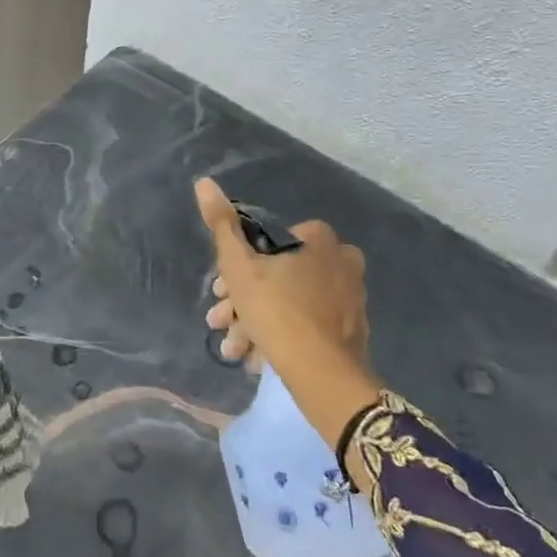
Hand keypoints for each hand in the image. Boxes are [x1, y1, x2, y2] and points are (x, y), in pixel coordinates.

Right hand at [196, 176, 383, 449]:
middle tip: (221, 322)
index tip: (218, 291)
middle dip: (242, 300)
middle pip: (277, 275)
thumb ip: (221, 223)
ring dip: (255, 323)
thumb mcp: (238, 265)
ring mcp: (350, 298)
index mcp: (318, 238)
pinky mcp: (352, 331)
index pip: (265, 242)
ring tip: (234, 349)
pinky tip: (258, 358)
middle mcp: (341, 261)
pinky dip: (281, 336)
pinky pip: (308, 325)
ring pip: (289, 302)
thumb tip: (204, 182)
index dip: (236, 266)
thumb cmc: (275, 309)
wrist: (322, 374)